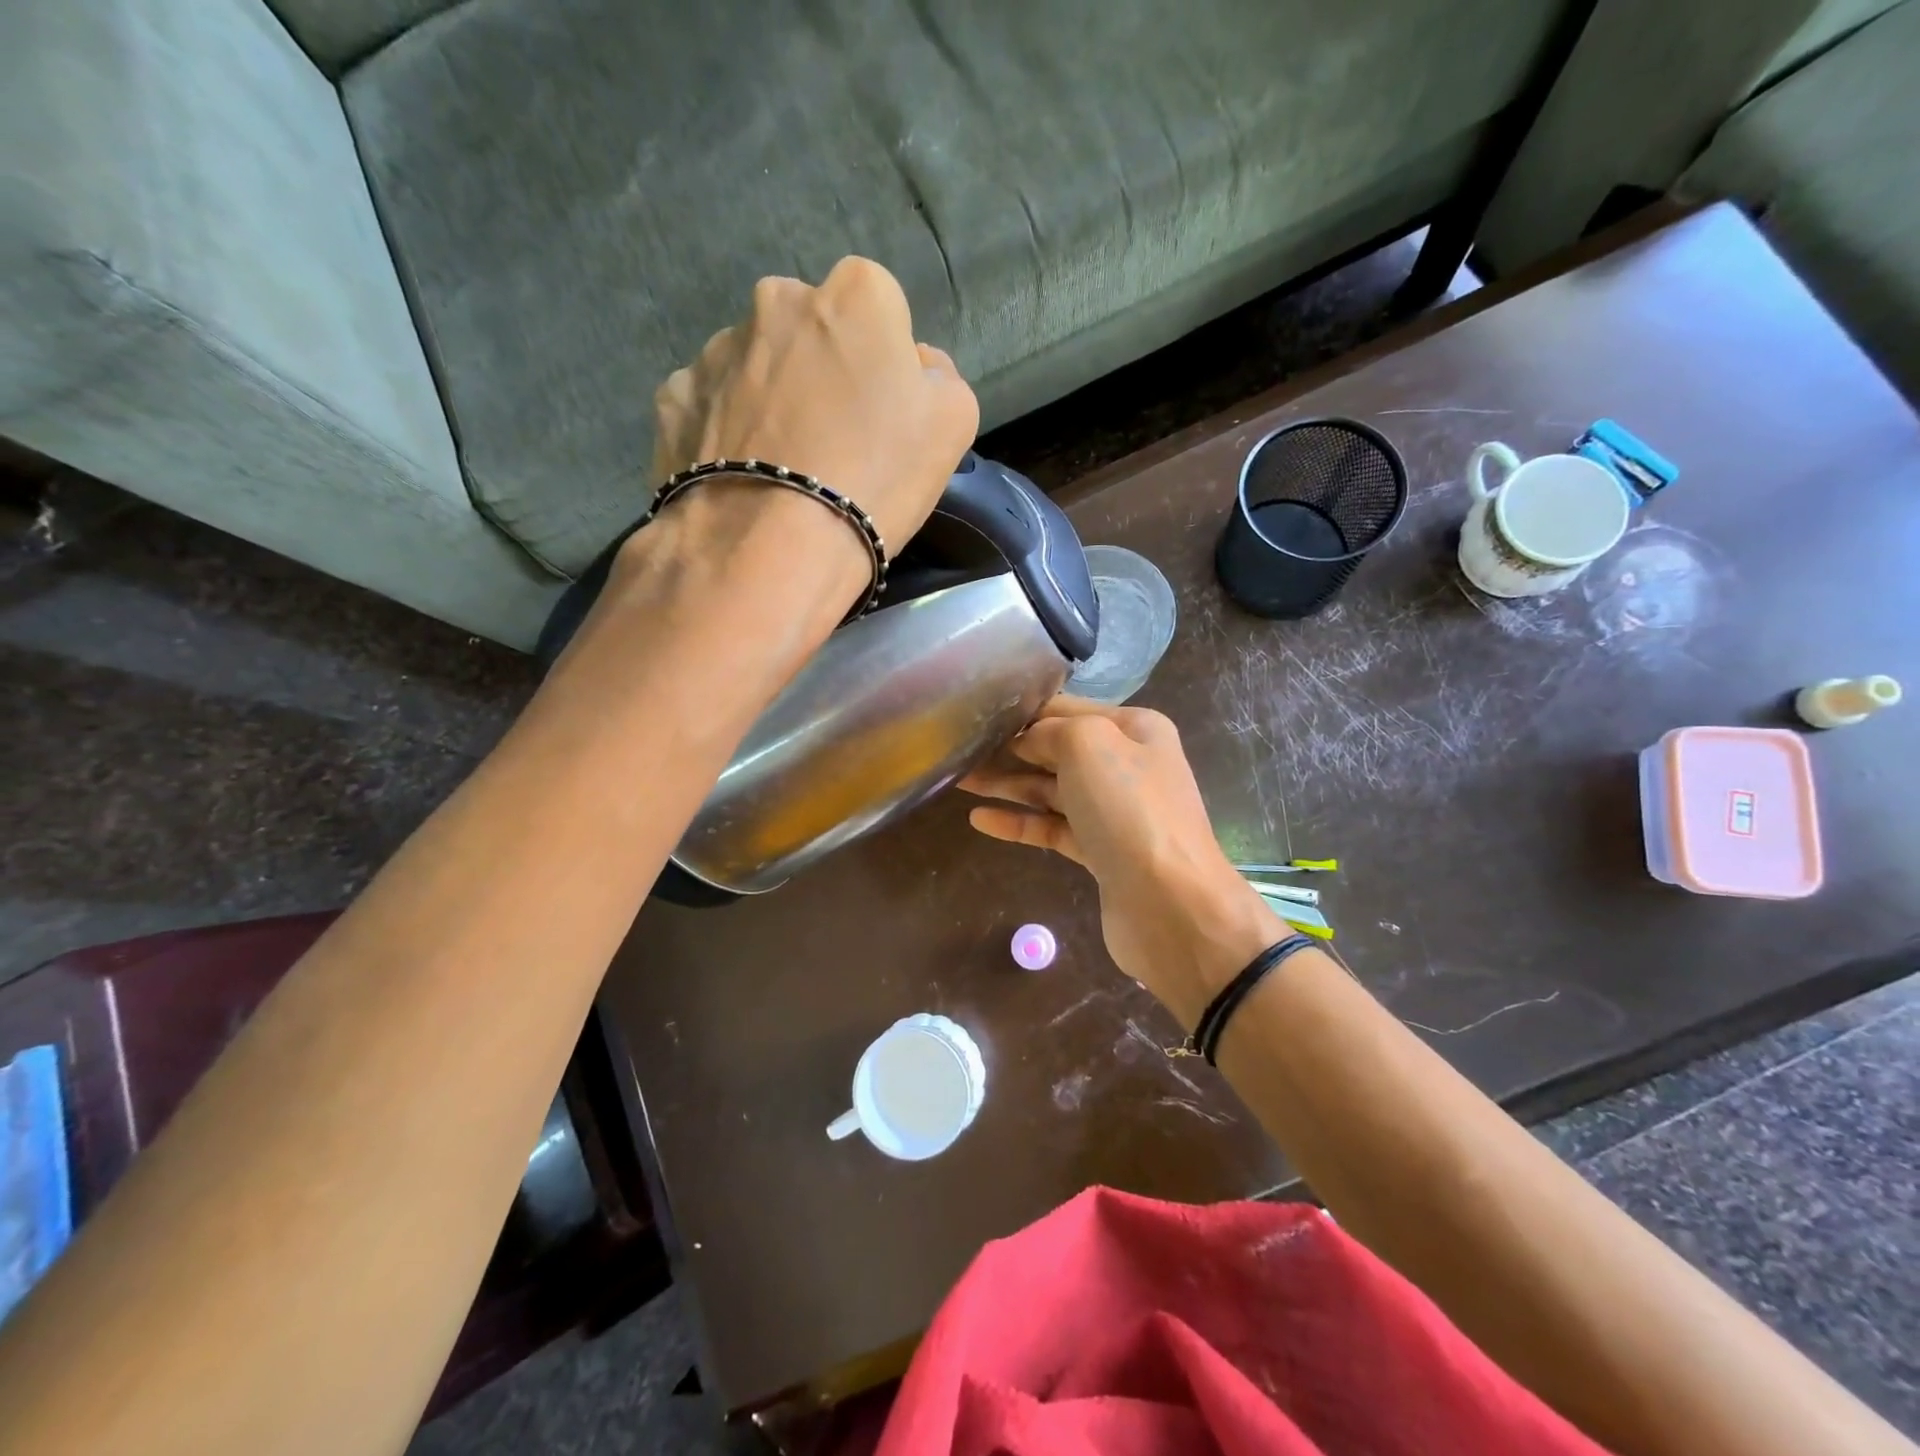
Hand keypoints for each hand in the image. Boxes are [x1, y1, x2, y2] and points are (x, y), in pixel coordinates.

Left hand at [651, 257, 978, 548]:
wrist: (771, 548)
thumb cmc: (875, 479)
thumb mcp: (952, 424)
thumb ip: (939, 375)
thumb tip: (913, 364)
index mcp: (855, 294)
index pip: (880, 309)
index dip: (885, 363)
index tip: (883, 414)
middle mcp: (778, 300)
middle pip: (813, 331)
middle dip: (823, 370)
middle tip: (834, 441)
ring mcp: (716, 347)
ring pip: (759, 366)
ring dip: (773, 399)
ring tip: (783, 468)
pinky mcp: (673, 397)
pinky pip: (713, 405)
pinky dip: (727, 431)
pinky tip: (743, 476)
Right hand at [961, 697, 1284, 1026]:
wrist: (1171, 905)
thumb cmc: (1130, 810)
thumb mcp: (1088, 745)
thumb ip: (1050, 731)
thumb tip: (1026, 740)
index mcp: (1135, 729)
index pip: (1068, 709)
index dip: (1024, 711)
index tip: (979, 713)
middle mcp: (1127, 765)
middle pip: (1057, 749)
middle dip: (1010, 748)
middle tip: (960, 748)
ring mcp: (1114, 812)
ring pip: (1050, 790)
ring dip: (1007, 784)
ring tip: (958, 779)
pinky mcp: (1100, 852)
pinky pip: (1052, 828)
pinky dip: (1019, 822)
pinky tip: (979, 819)